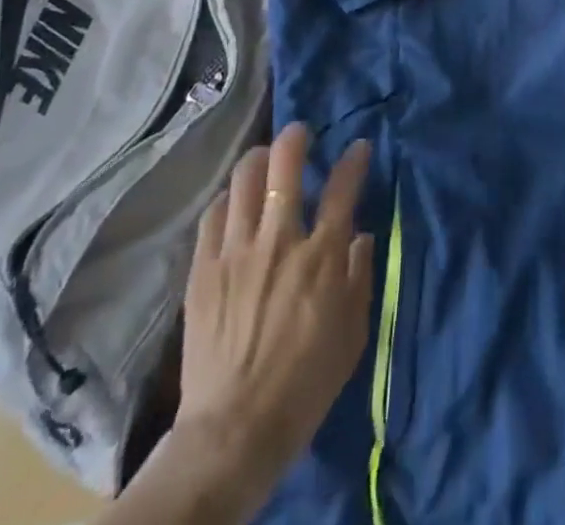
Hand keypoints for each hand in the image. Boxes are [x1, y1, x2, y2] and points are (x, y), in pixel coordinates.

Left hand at [178, 124, 374, 469]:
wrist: (234, 431)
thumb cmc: (306, 383)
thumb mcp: (353, 332)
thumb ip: (360, 275)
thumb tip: (361, 235)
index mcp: (321, 255)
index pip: (343, 185)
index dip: (354, 158)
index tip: (359, 147)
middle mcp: (279, 240)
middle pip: (285, 165)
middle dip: (296, 138)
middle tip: (300, 133)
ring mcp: (236, 252)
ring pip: (244, 180)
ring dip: (258, 160)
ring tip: (264, 158)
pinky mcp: (203, 270)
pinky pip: (214, 215)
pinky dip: (228, 199)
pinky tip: (234, 202)